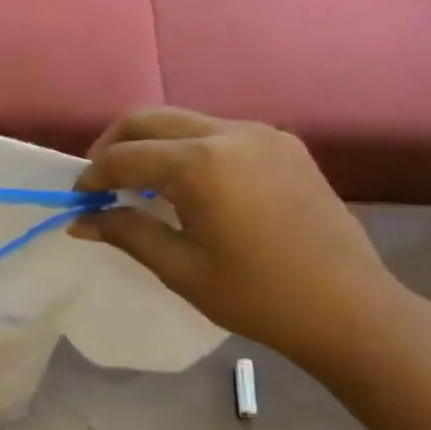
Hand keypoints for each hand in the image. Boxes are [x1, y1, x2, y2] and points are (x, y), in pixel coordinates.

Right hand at [71, 108, 409, 370]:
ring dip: (151, 146)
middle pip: (149, 119)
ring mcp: (262, 135)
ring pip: (183, 121)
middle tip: (100, 184)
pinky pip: (217, 133)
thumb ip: (126, 232)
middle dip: (114, 146)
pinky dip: (186, 150)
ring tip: (140, 188)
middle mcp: (231, 133)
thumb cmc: (257, 296)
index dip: (92, 176)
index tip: (79, 202)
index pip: (125, 156)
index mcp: (202, 164)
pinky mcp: (284, 145)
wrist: (351, 310)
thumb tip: (81, 220)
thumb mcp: (180, 268)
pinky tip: (186, 188)